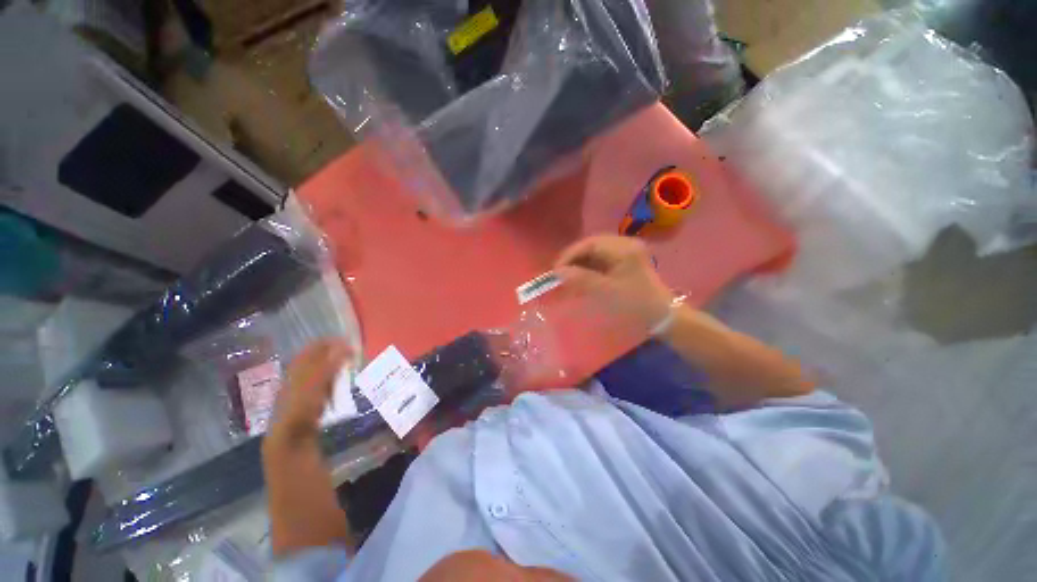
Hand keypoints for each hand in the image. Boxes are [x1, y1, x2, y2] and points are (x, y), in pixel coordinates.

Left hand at [269, 339, 351, 441]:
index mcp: (299, 366)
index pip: (316, 346)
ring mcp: (303, 386)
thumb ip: (331, 363)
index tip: (350, 342)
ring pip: (323, 370)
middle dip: (336, 354)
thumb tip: (345, 344)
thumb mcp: (318, 382)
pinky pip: (324, 383)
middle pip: (320, 357)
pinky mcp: (309, 398)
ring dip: (337, 367)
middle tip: (353, 355)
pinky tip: (341, 385)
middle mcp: (299, 373)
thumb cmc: (302, 406)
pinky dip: (334, 380)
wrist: (291, 436)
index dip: (332, 342)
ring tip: (351, 368)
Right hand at [554, 236, 674, 331]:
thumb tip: (557, 272)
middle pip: (591, 245)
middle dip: (574, 259)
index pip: (589, 244)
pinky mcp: (627, 259)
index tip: (556, 270)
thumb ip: (581, 279)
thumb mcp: (606, 291)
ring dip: (581, 263)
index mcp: (623, 248)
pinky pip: (602, 258)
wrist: (663, 315)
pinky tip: (584, 277)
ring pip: (596, 252)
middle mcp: (625, 243)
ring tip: (570, 277)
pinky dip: (590, 266)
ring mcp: (627, 250)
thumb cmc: (635, 303)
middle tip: (561, 274)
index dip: (570, 255)